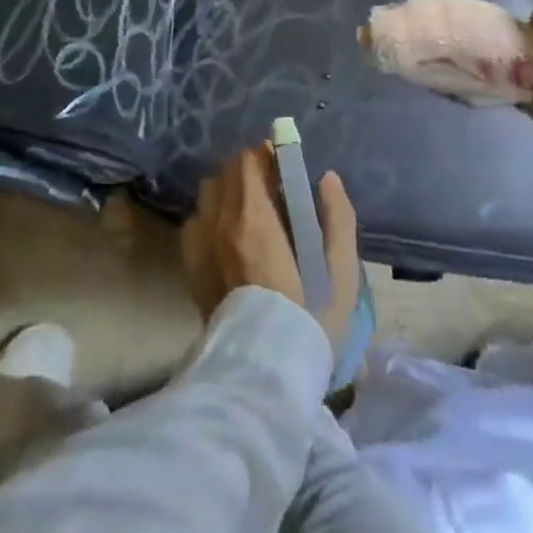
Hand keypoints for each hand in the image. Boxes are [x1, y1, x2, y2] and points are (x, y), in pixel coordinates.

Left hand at [181, 144, 360, 350]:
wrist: (265, 375)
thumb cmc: (309, 319)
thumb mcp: (340, 272)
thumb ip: (337, 218)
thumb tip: (326, 179)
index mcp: (254, 218)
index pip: (247, 160)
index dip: (266, 157)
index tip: (283, 169)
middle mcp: (220, 222)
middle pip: (226, 172)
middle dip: (248, 172)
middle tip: (271, 191)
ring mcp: (200, 244)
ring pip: (208, 194)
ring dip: (227, 192)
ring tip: (248, 214)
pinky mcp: (191, 267)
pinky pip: (195, 222)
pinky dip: (210, 218)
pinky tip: (228, 239)